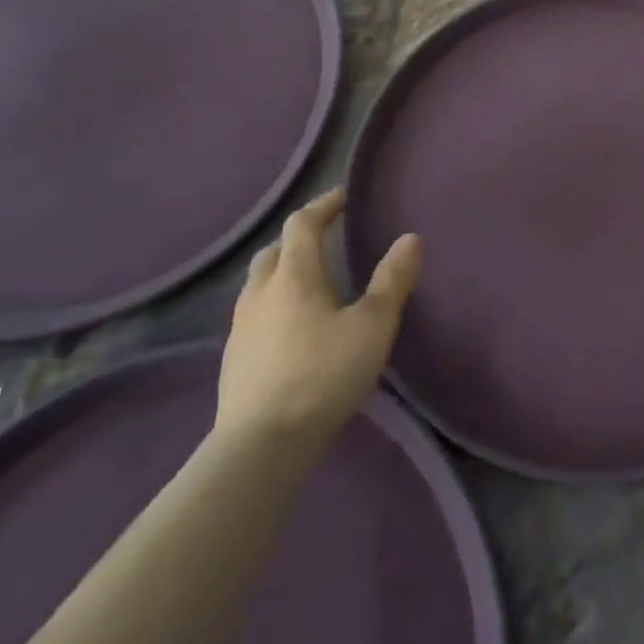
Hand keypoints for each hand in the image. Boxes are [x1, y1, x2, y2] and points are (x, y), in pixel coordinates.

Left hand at [215, 187, 421, 450]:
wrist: (260, 446)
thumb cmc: (323, 375)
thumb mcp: (373, 326)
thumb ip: (393, 280)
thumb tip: (410, 238)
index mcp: (294, 275)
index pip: (303, 223)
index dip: (324, 205)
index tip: (344, 197)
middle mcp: (261, 292)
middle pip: (275, 250)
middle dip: (299, 237)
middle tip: (326, 237)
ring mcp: (240, 327)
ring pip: (259, 283)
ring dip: (283, 270)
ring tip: (310, 281)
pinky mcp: (233, 360)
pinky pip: (254, 314)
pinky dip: (274, 304)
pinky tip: (291, 328)